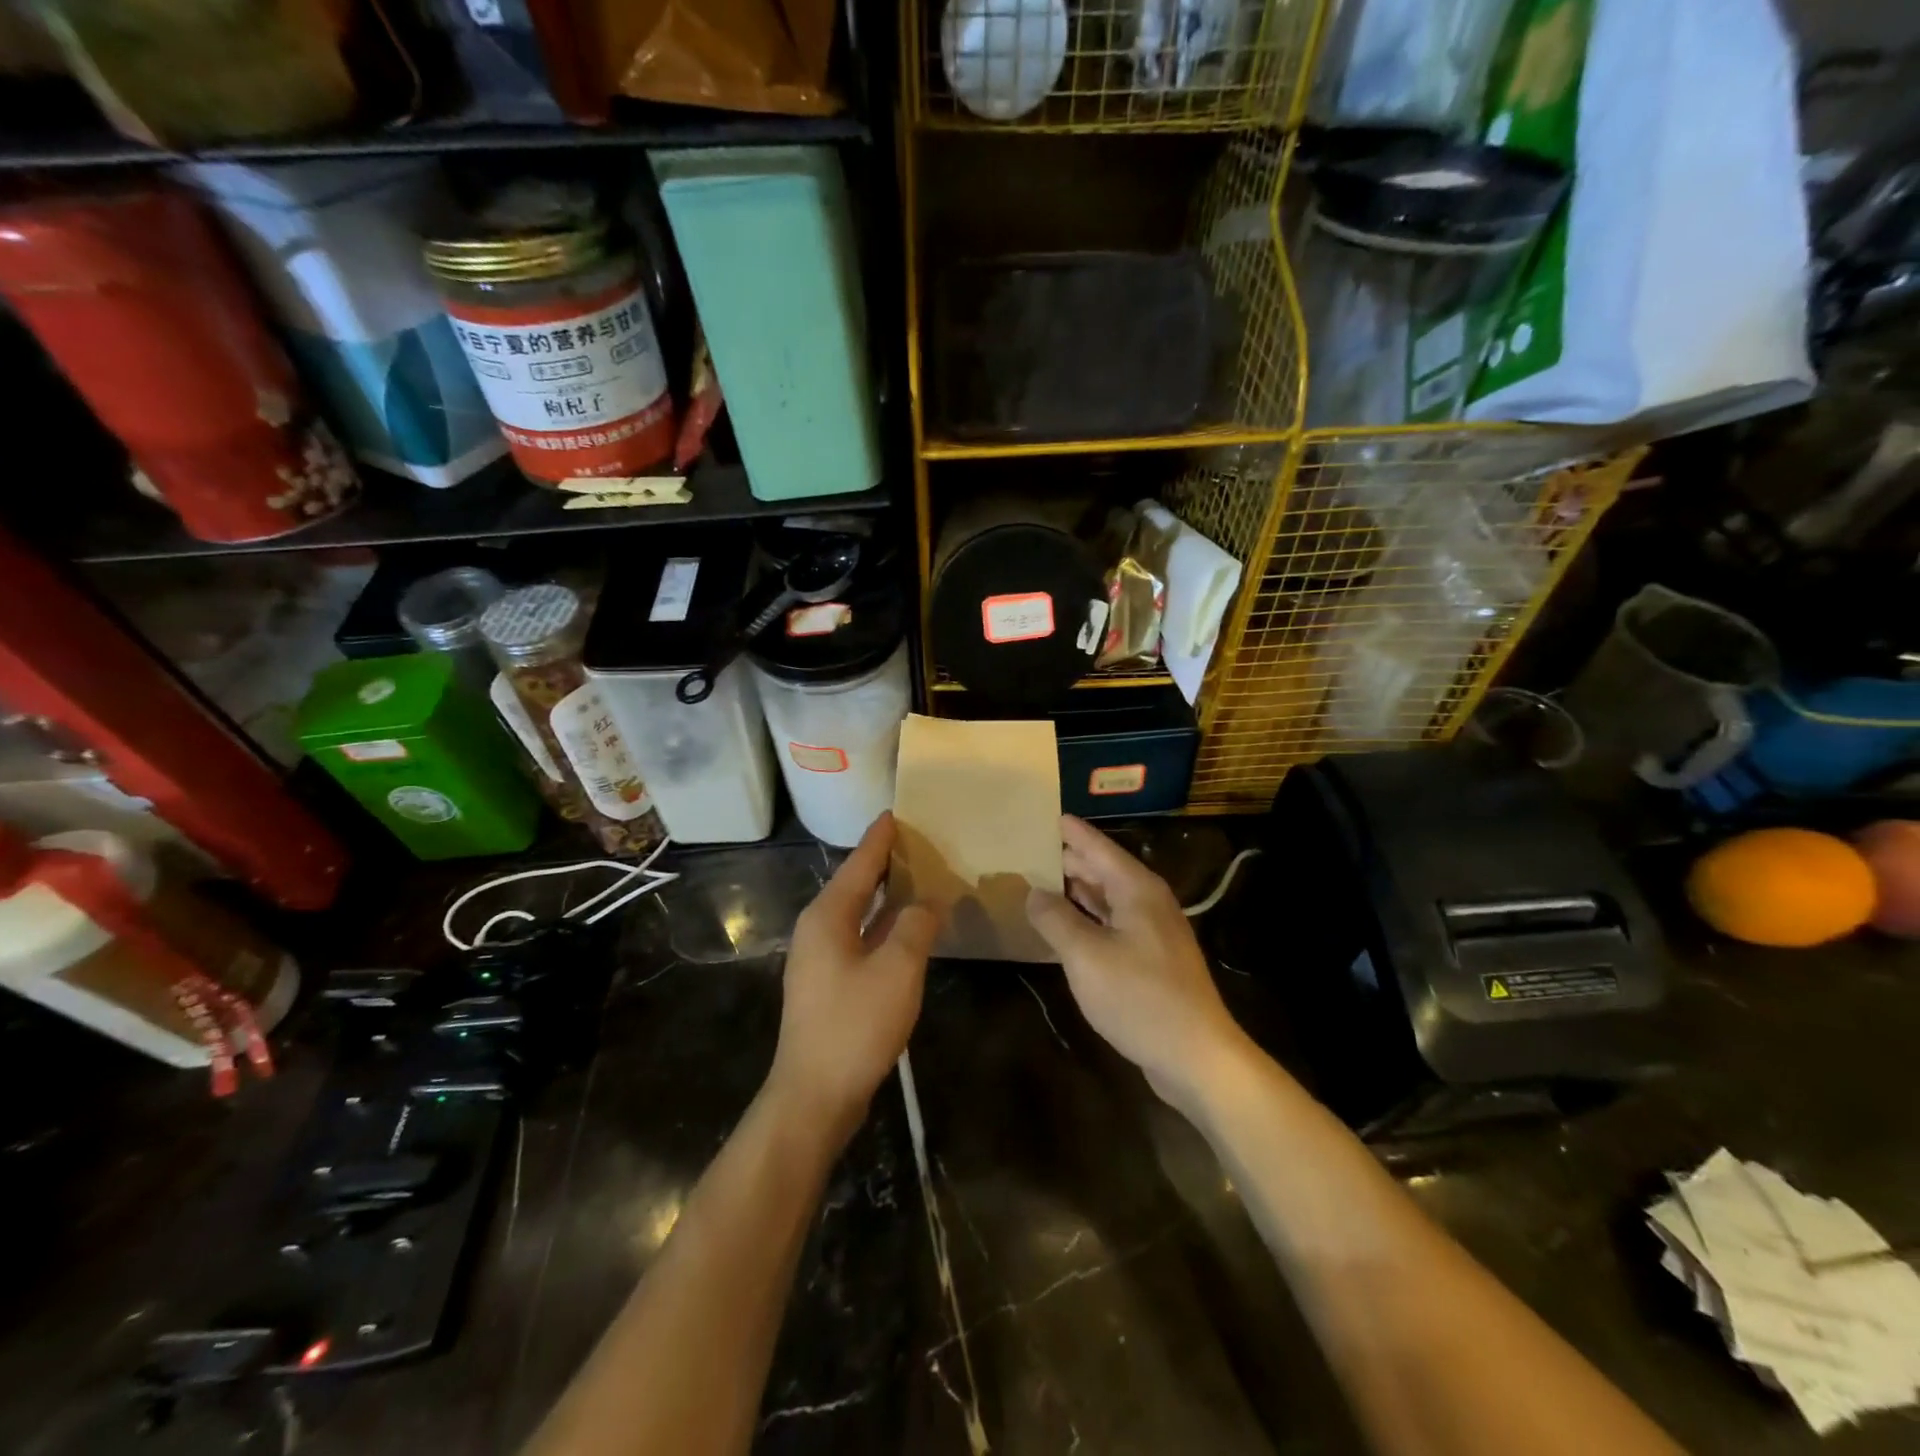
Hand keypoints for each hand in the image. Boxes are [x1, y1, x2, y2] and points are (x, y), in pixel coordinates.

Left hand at [767, 812, 939, 1141]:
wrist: (814, 1095)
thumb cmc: (854, 1025)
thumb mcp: (897, 969)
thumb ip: (916, 926)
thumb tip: (928, 901)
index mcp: (828, 916)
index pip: (859, 863)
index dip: (880, 838)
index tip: (897, 812)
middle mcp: (818, 929)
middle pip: (855, 884)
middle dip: (884, 863)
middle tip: (918, 841)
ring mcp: (821, 959)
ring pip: (858, 913)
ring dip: (886, 896)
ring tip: (918, 877)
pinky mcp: (829, 985)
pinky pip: (861, 938)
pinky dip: (884, 925)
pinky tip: (907, 929)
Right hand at [1025, 816, 1248, 1104]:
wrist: (1196, 1055)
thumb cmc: (1139, 997)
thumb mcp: (1086, 956)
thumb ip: (1056, 919)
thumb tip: (1034, 892)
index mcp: (1136, 889)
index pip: (1097, 846)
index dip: (1070, 831)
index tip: (1044, 815)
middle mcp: (1147, 902)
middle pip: (1103, 869)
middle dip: (1068, 858)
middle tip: (1029, 848)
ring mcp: (1152, 931)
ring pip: (1107, 897)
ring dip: (1076, 888)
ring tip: (1039, 879)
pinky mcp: (1151, 959)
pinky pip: (1112, 923)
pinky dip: (1088, 917)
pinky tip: (1065, 924)